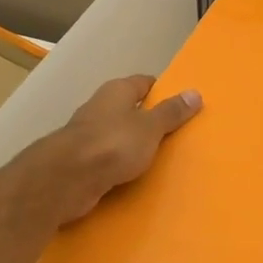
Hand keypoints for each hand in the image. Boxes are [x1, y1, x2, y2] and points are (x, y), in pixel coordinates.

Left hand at [31, 76, 201, 226]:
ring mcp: (87, 136)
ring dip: (134, 145)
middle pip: (130, 109)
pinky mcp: (81, 162)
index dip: (162, 91)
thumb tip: (195, 92)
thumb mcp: (151, 127)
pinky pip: (108, 159)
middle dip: (149, 120)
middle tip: (177, 133)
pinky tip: (135, 176)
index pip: (144, 83)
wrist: (67, 179)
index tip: (181, 103)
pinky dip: (120, 166)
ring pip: (118, 136)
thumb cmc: (113, 143)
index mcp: (116, 91)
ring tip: (160, 158)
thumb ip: (171, 112)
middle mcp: (100, 108)